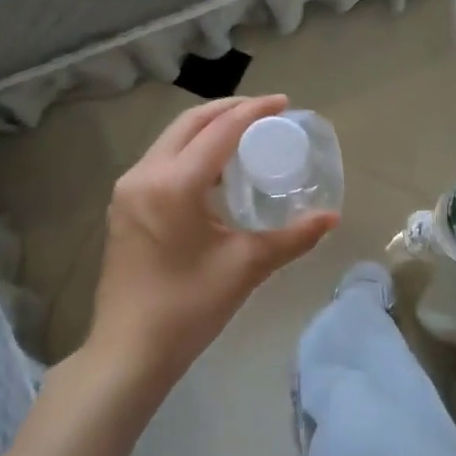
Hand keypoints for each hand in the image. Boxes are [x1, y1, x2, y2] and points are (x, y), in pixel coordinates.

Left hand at [88, 94, 336, 384]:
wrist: (130, 350)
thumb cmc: (189, 307)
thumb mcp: (246, 267)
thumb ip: (292, 237)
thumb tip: (331, 218)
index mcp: (173, 184)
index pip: (220, 131)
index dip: (255, 111)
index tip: (285, 104)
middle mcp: (144, 175)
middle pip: (189, 124)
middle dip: (229, 110)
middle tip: (266, 112)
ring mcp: (127, 191)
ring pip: (171, 141)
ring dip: (207, 130)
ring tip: (245, 135)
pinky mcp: (123, 208)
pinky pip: (161, 162)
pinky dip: (190, 153)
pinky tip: (214, 171)